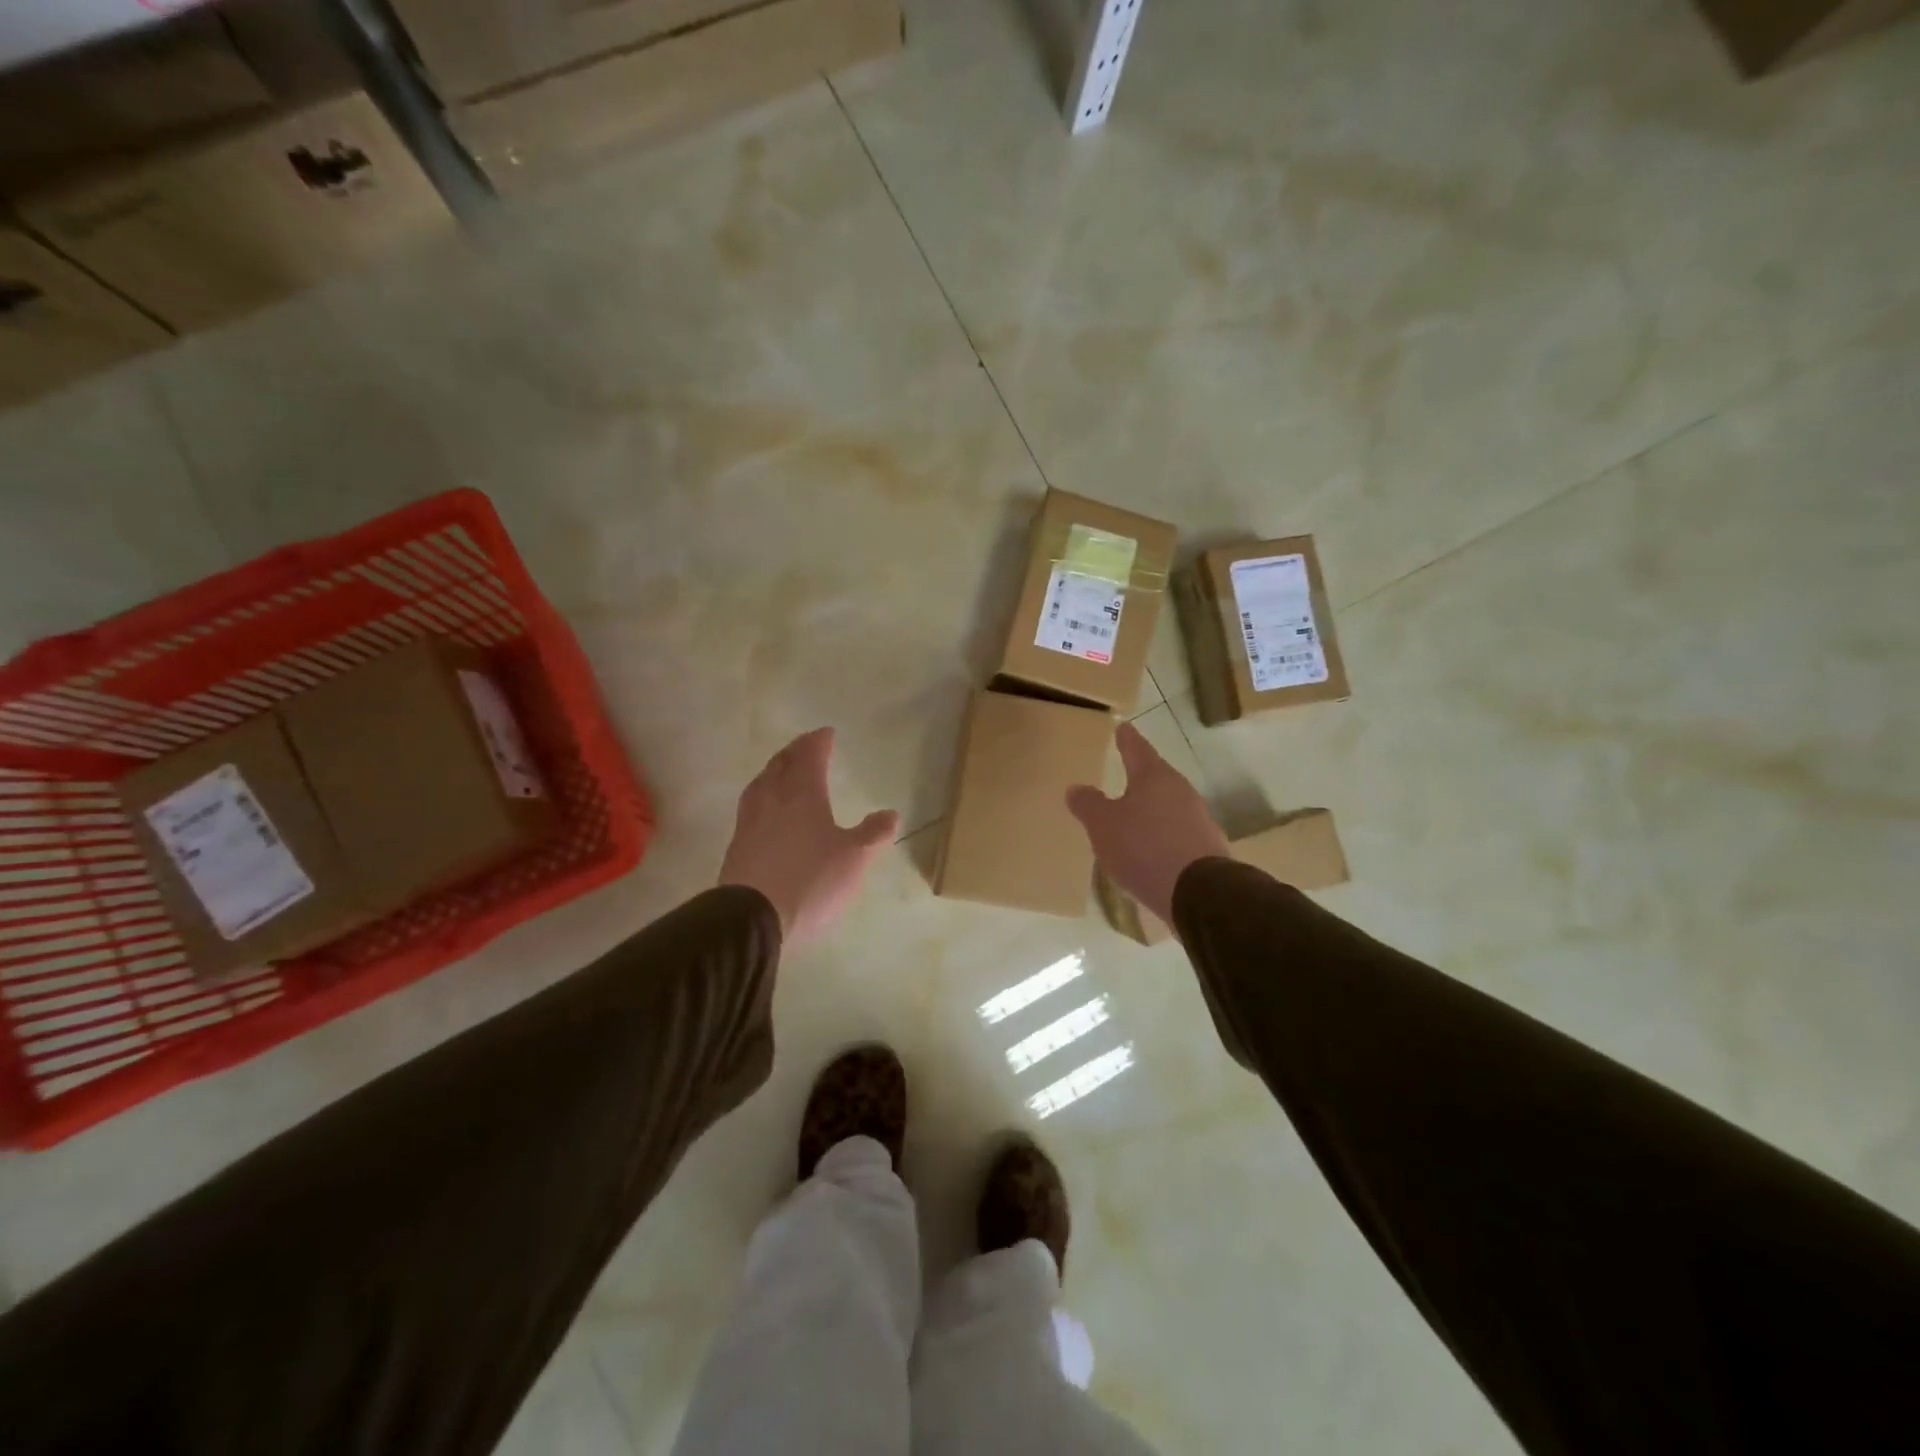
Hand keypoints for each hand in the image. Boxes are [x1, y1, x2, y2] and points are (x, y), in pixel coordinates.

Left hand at [719, 727, 898, 948]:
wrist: (751, 918)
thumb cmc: (809, 880)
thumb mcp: (854, 858)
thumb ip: (873, 834)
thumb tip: (890, 813)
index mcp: (802, 793)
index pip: (810, 756)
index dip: (819, 742)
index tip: (827, 733)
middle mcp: (772, 799)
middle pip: (781, 764)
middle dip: (795, 751)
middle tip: (806, 745)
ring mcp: (750, 822)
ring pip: (761, 783)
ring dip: (774, 770)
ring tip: (782, 770)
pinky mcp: (737, 846)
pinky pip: (751, 806)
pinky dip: (763, 795)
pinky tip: (766, 809)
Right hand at [1066, 721, 1230, 928]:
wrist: (1199, 892)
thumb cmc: (1144, 847)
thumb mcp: (1103, 825)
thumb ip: (1088, 804)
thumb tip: (1076, 788)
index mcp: (1154, 776)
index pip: (1136, 748)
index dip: (1126, 738)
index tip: (1121, 727)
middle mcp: (1180, 790)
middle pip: (1156, 777)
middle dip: (1140, 776)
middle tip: (1123, 774)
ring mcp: (1198, 818)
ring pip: (1168, 805)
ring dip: (1151, 809)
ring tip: (1133, 818)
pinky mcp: (1207, 846)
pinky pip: (1177, 832)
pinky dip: (1162, 835)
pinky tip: (1151, 850)